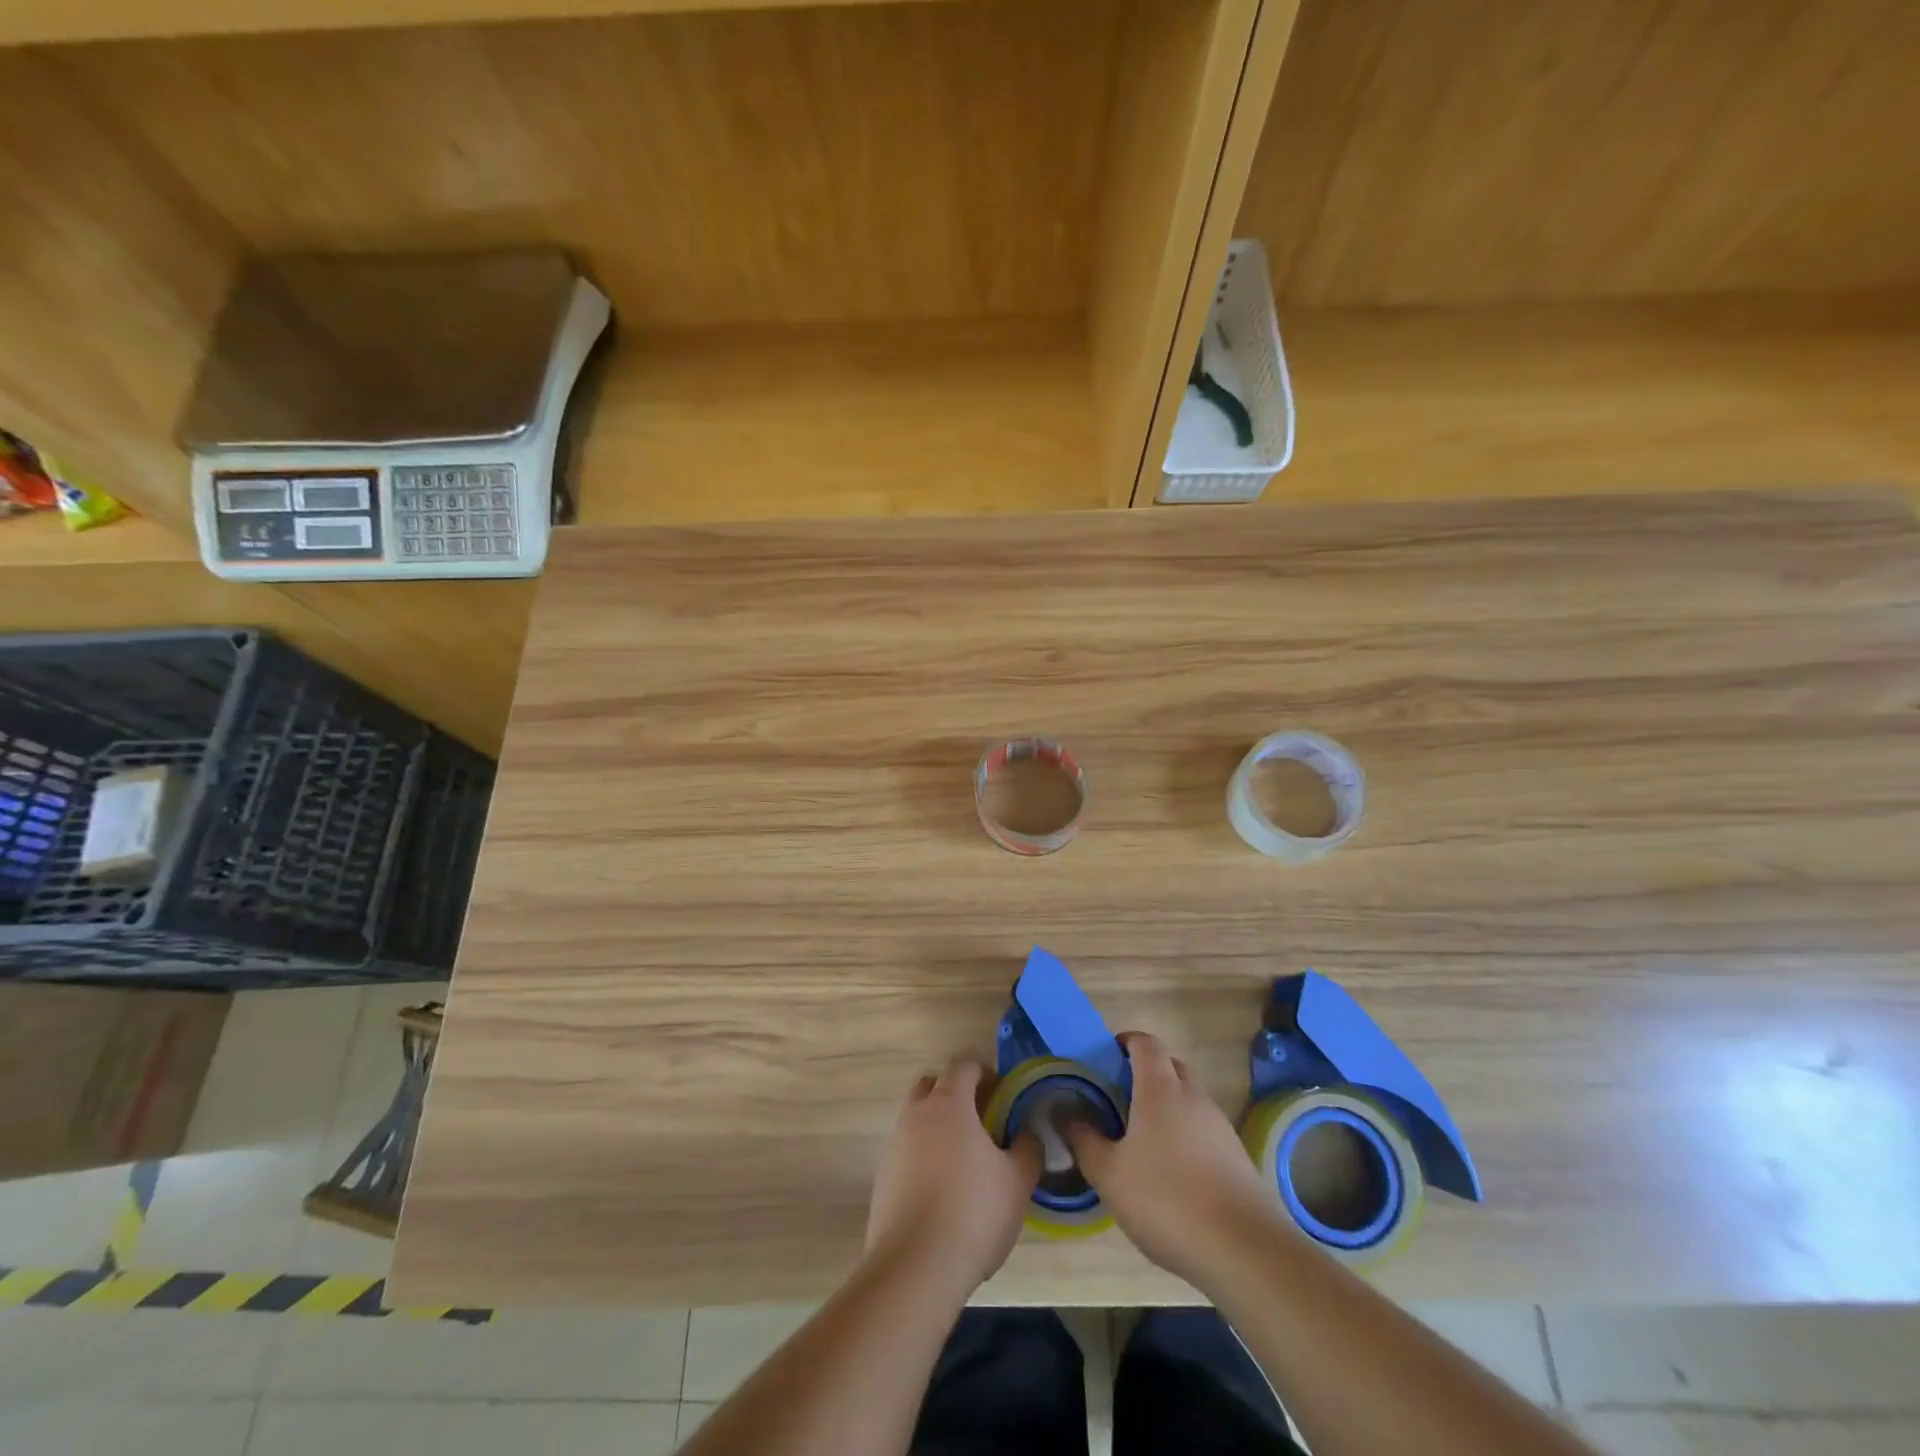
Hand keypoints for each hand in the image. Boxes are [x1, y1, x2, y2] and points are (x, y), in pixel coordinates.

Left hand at [865, 1061, 1041, 1296]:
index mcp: (949, 1104)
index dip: (985, 1074)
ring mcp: (894, 1144)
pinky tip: (942, 1190)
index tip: (1003, 1096)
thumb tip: (1026, 1133)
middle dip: (955, 1094)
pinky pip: (906, 1150)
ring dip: (937, 1126)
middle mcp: (916, 1114)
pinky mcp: (882, 1177)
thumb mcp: (1017, 1181)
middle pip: (932, 1085)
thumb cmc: (974, 1212)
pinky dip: (923, 1156)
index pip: (963, 1067)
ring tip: (964, 1160)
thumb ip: (1027, 1149)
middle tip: (981, 1121)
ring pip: (916, 1118)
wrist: (915, 1266)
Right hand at [1066, 1031, 1286, 1289]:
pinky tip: (1171, 1175)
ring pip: (1187, 1100)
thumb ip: (1083, 1139)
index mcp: (1160, 1088)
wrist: (1245, 1251)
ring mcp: (1220, 1126)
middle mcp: (1193, 1096)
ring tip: (1139, 1142)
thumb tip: (1065, 1112)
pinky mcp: (1236, 1157)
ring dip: (1165, 1108)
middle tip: (1116, 1100)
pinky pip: (1203, 1130)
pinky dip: (1184, 1137)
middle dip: (1143, 1074)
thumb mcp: (1109, 1174)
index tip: (1105, 1058)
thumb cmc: (1167, 1199)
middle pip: (1169, 1067)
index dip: (1124, 1042)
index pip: (1145, 1043)